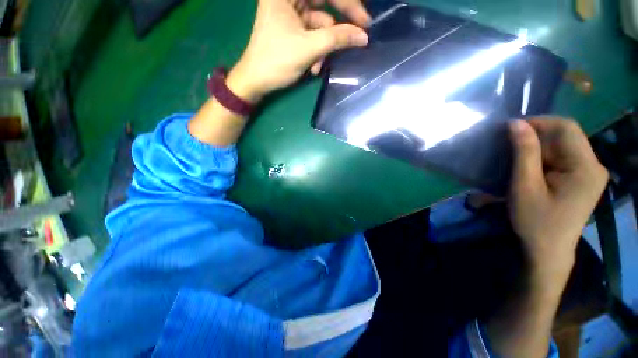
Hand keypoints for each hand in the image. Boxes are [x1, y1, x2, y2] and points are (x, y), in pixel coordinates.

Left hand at [226, 0, 369, 101]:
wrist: (257, 81)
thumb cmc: (277, 61)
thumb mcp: (309, 48)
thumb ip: (337, 38)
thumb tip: (363, 36)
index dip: (348, 4)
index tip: (365, 21)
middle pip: (323, 5)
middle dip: (337, 29)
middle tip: (358, 39)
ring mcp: (290, 13)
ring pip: (320, 24)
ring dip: (323, 48)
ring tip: (318, 66)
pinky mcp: (292, 28)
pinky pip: (313, 35)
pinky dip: (317, 52)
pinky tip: (313, 67)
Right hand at [508, 118, 607, 286]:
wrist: (548, 251)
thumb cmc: (535, 221)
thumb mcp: (525, 187)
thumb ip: (524, 153)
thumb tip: (515, 123)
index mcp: (586, 167)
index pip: (566, 128)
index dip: (538, 122)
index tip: (510, 130)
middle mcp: (594, 165)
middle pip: (566, 135)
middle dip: (536, 136)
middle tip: (510, 147)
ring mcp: (590, 172)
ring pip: (563, 145)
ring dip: (538, 148)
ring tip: (517, 159)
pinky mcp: (582, 179)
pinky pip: (563, 157)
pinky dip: (543, 157)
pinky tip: (530, 168)